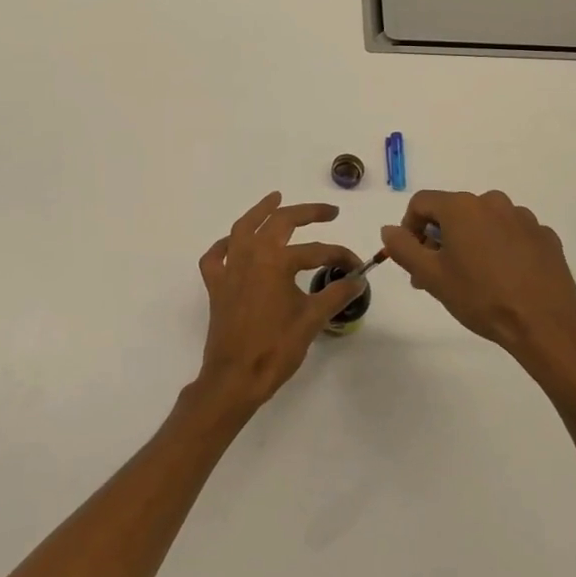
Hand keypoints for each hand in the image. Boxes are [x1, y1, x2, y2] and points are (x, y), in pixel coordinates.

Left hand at [194, 192, 365, 412]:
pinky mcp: (216, 285)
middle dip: (306, 213)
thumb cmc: (276, 348)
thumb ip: (336, 294)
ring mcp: (229, 268)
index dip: (341, 258)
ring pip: (243, 228)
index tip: (358, 268)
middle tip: (328, 212)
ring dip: (260, 211)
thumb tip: (359, 280)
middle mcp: (250, 254)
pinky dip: (226, 245)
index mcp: (276, 260)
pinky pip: (216, 256)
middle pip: (279, 222)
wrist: (236, 377)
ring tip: (275, 199)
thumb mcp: (312, 319)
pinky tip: (235, 243)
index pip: (316, 251)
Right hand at [380, 190, 575, 362]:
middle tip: (437, 275)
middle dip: (440, 239)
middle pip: (454, 212)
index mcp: (462, 206)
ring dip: (471, 243)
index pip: (422, 202)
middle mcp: (493, 202)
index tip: (413, 258)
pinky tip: (504, 280)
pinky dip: (501, 249)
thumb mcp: (431, 276)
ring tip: (473, 280)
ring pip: (484, 223)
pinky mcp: (545, 237)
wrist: (546, 324)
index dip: (409, 227)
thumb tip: (389, 229)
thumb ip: (403, 248)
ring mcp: (523, 218)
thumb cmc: (481, 297)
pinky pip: (512, 235)